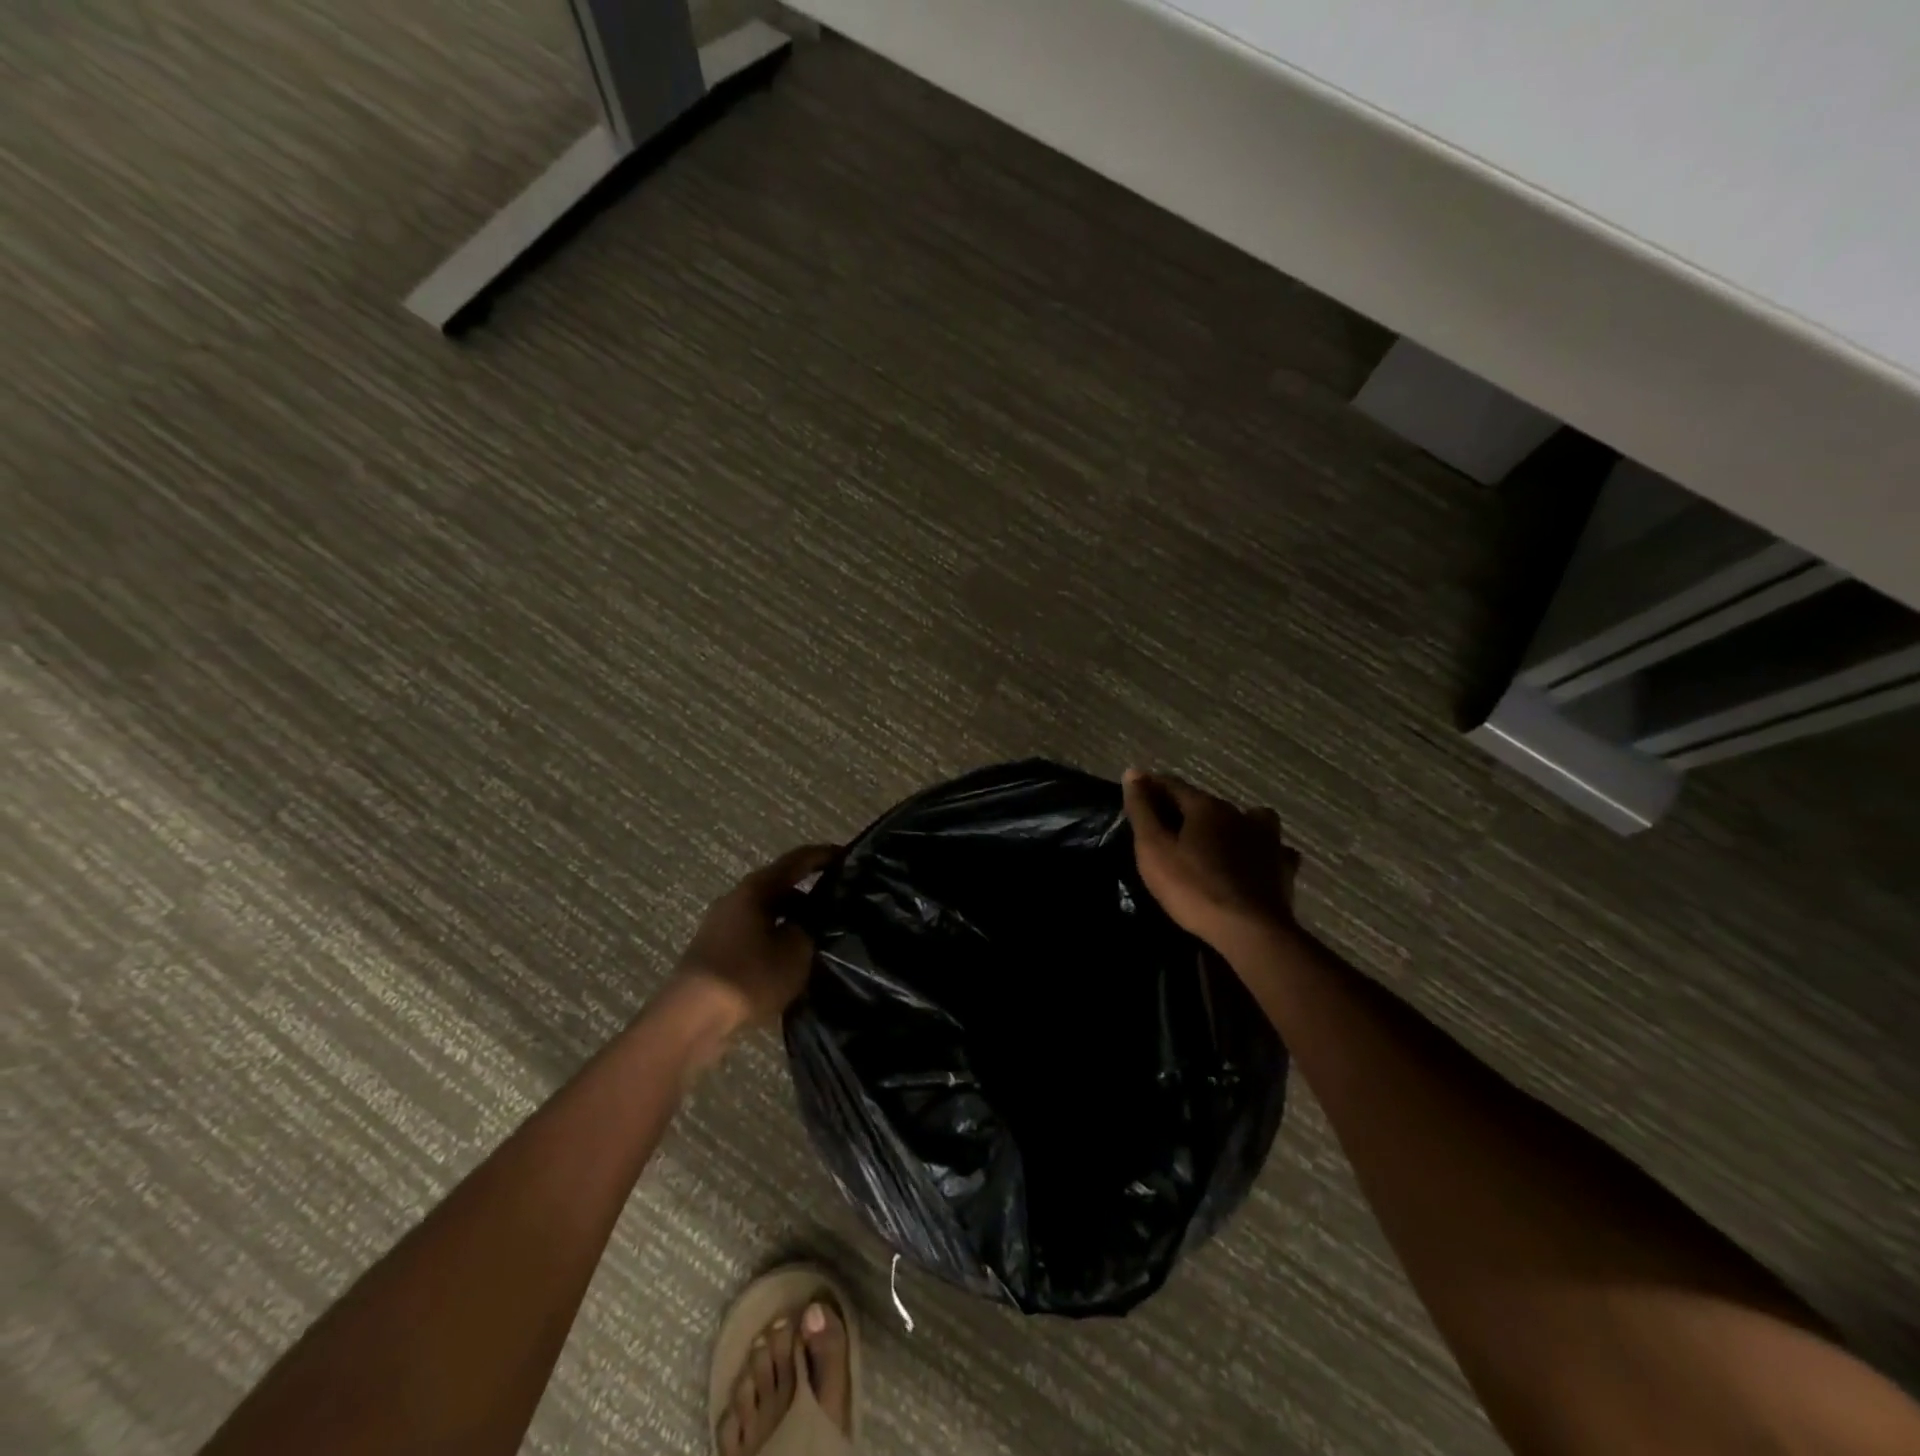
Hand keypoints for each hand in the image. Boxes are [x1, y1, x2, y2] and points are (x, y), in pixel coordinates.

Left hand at [668, 844, 839, 1035]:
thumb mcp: (797, 950)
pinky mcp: (716, 951)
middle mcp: (736, 899)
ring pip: (768, 914)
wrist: (693, 1018)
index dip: (825, 855)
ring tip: (822, 936)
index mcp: (755, 888)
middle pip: (780, 887)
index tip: (850, 856)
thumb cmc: (750, 975)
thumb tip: (818, 919)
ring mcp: (722, 926)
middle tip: (840, 905)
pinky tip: (793, 960)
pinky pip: (756, 935)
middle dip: (811, 894)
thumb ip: (813, 927)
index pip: (797, 860)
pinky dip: (777, 939)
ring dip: (793, 920)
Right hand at [1122, 769, 1300, 951]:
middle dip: (1186, 808)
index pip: (1173, 785)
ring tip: (1216, 840)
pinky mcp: (1283, 867)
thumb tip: (1133, 773)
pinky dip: (1259, 850)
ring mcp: (1267, 839)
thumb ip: (1142, 810)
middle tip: (1166, 824)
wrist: (1250, 931)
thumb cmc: (1193, 888)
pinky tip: (1253, 863)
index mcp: (1206, 807)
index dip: (1152, 785)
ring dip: (1230, 823)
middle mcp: (1239, 814)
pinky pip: (1271, 848)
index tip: (1136, 789)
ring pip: (1248, 818)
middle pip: (1207, 802)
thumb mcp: (1154, 849)